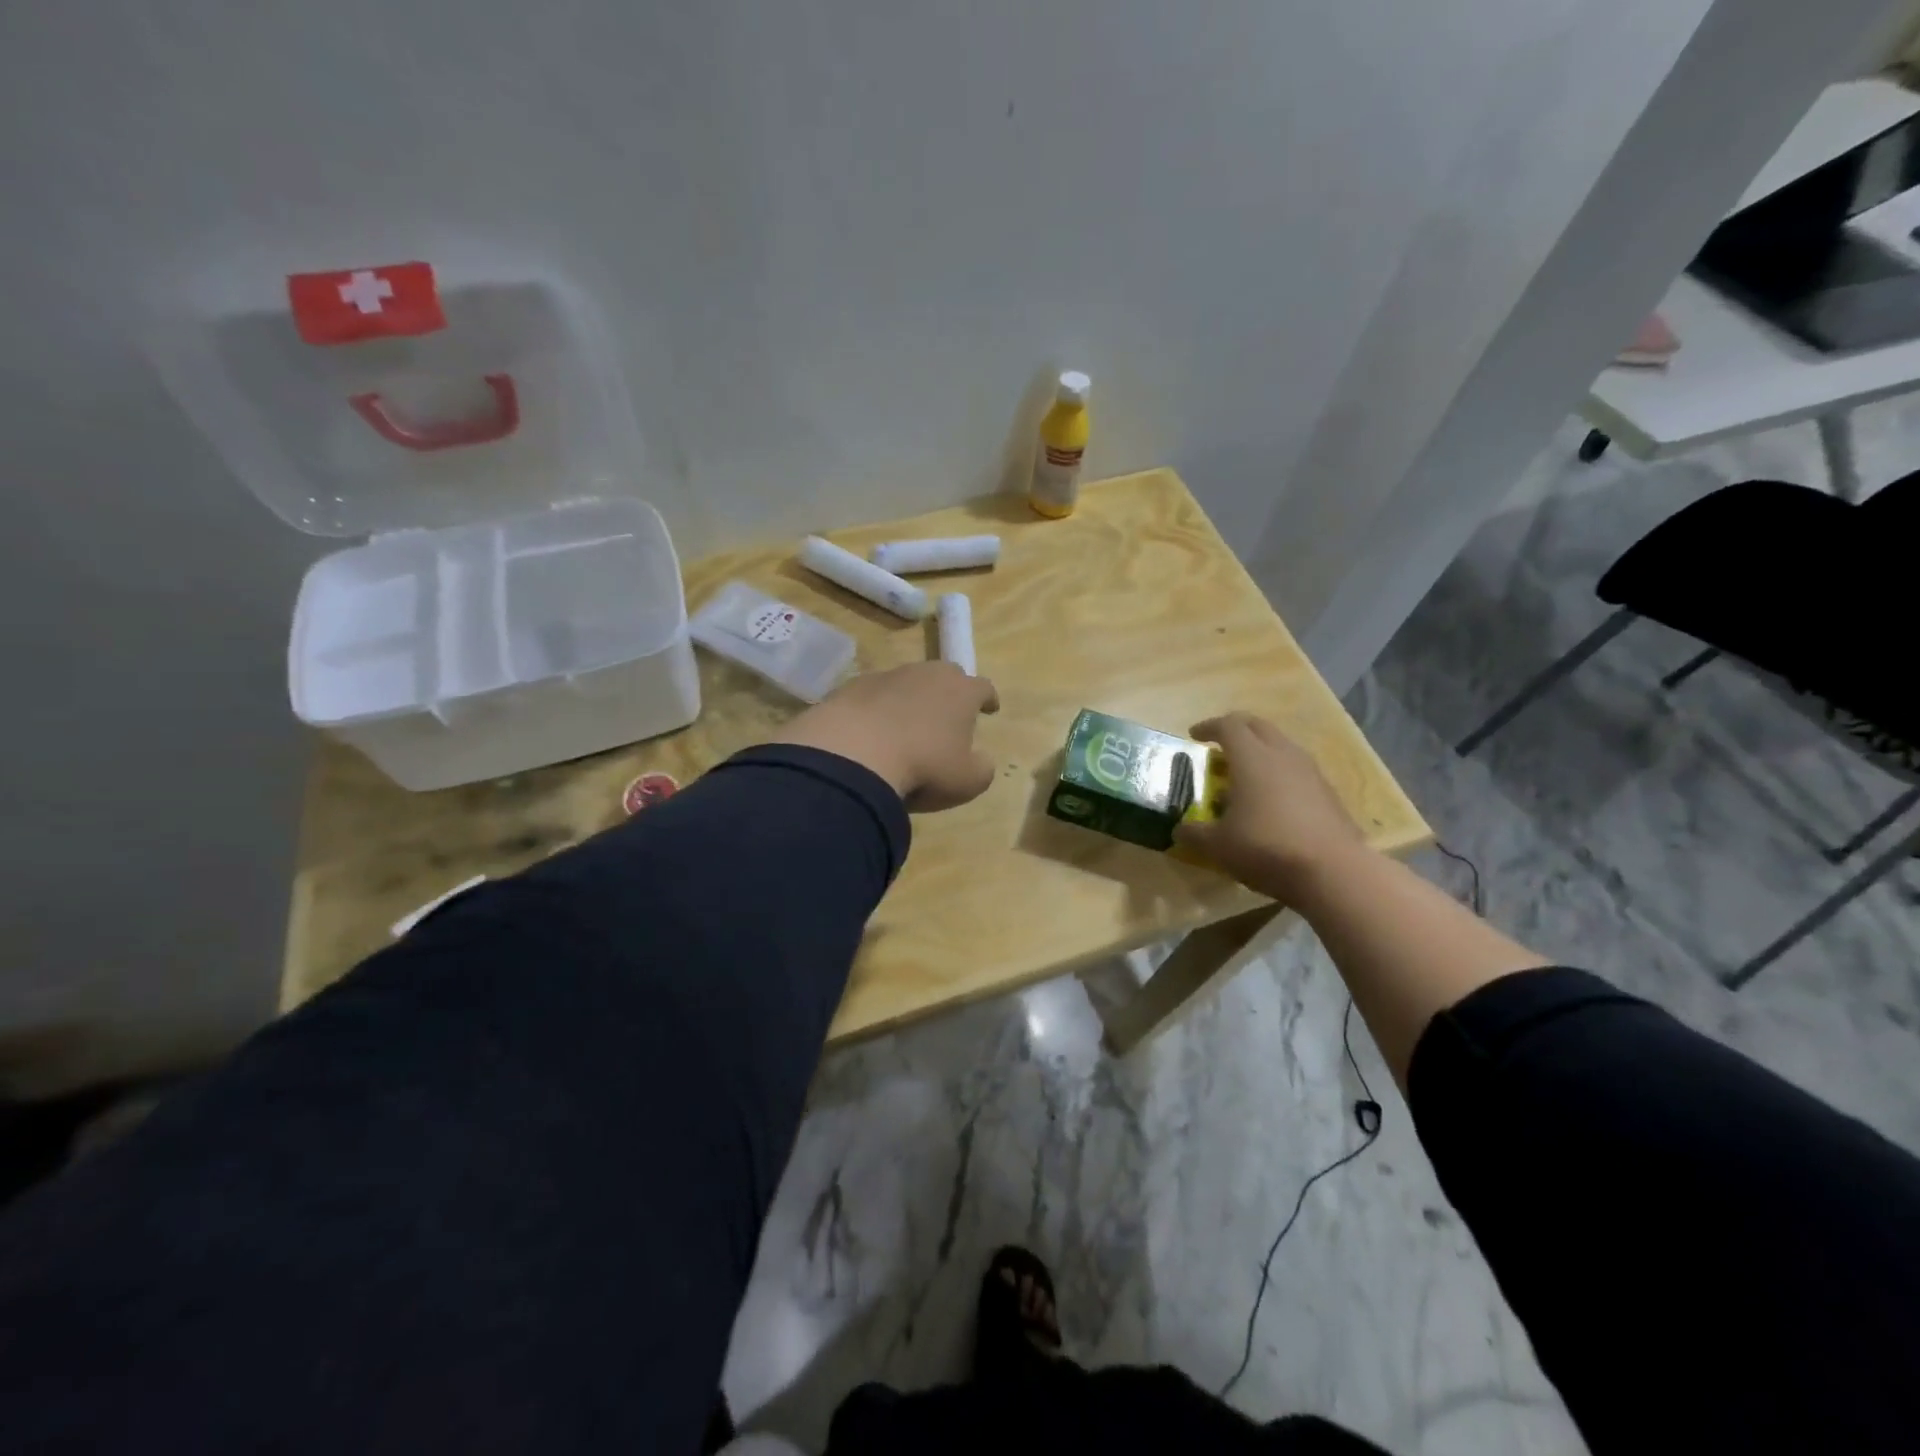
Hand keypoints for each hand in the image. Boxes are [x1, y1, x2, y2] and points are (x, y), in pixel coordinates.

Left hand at [770, 662, 1000, 811]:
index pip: (983, 687)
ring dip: (912, 698)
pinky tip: (872, 730)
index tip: (990, 709)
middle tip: (950, 712)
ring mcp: (887, 677)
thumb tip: (981, 760)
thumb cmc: (922, 768)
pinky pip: (874, 694)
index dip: (988, 699)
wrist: (852, 756)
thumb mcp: (966, 781)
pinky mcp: (852, 687)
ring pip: (907, 681)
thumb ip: (982, 768)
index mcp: (961, 692)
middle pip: (946, 674)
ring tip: (908, 723)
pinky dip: (878, 707)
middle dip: (951, 690)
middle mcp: (926, 674)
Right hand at [1174, 712, 1370, 898]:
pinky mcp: (1328, 792)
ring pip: (1281, 746)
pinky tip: (1271, 801)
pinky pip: (1297, 769)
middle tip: (1219, 746)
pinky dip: (1279, 773)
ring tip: (1244, 774)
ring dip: (1260, 751)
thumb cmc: (1266, 848)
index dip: (1208, 727)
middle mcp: (1282, 755)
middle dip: (1236, 730)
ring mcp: (1310, 772)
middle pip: (1258, 726)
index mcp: (1251, 758)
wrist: (1334, 872)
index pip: (1228, 725)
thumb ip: (1195, 834)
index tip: (1194, 736)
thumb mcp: (1218, 846)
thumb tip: (1179, 830)